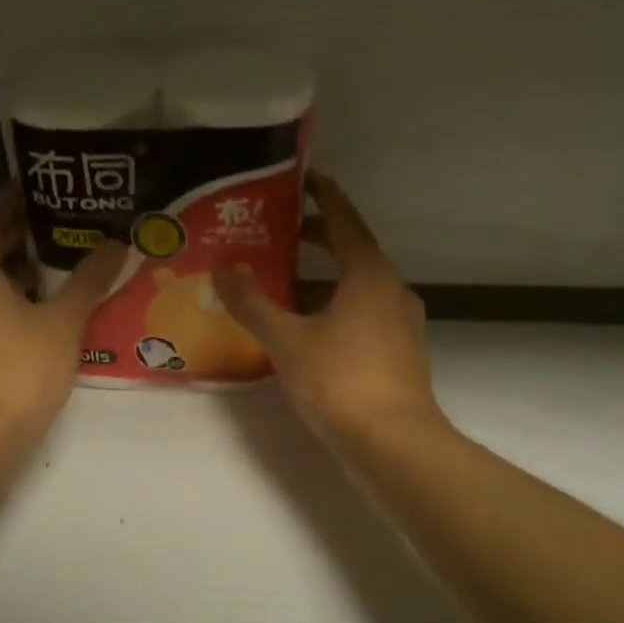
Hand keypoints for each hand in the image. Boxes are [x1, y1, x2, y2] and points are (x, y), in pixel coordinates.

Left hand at [0, 184, 124, 442]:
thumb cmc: (19, 369)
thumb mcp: (63, 321)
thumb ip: (89, 280)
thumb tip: (117, 242)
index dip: (12, 198)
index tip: (40, 182)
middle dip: (24, 233)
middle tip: (67, 219)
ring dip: (25, 270)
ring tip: (68, 260)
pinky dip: (20, 301)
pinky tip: (54, 310)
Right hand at [216, 172, 445, 445]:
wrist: (395, 445)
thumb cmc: (341, 381)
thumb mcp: (287, 340)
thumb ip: (252, 304)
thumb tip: (224, 270)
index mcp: (369, 274)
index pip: (344, 219)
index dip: (322, 195)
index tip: (301, 177)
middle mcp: (391, 290)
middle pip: (352, 252)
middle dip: (316, 240)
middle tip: (277, 233)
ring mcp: (399, 324)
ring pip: (356, 288)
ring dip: (322, 281)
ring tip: (281, 285)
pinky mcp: (398, 354)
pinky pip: (362, 315)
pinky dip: (333, 309)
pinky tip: (305, 330)